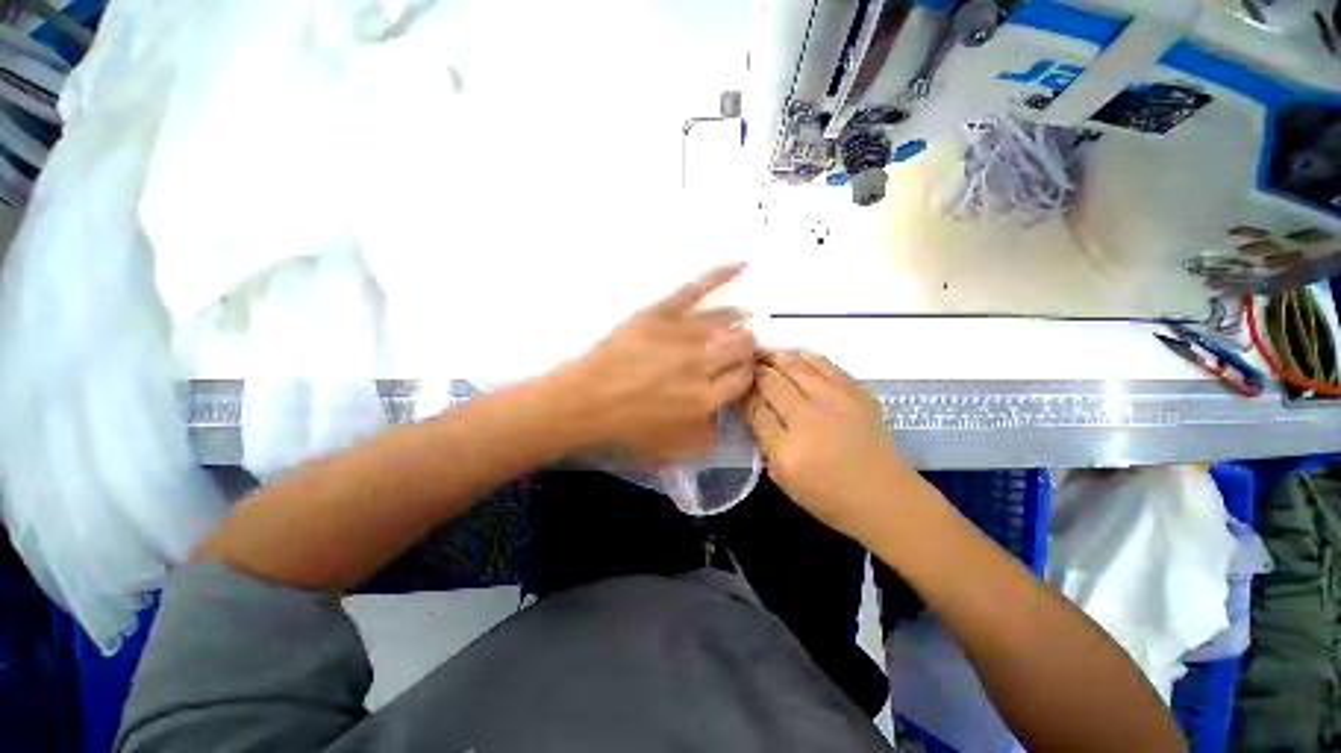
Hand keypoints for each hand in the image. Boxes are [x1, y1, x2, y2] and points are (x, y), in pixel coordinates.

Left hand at [559, 264, 755, 459]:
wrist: (584, 402)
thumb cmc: (626, 428)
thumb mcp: (673, 448)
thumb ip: (707, 436)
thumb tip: (724, 415)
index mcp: (706, 399)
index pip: (743, 378)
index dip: (744, 374)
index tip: (737, 372)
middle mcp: (702, 363)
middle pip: (741, 345)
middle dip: (744, 347)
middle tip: (734, 350)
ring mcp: (681, 334)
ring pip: (726, 319)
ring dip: (737, 321)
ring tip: (739, 320)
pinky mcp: (661, 313)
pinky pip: (697, 289)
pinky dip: (721, 274)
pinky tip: (741, 265)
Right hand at [742, 348, 911, 541]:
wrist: (885, 496)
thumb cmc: (829, 496)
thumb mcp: (783, 478)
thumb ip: (763, 441)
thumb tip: (752, 407)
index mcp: (788, 449)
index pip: (754, 408)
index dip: (741, 391)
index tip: (732, 382)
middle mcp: (810, 419)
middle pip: (772, 381)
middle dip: (753, 369)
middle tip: (742, 361)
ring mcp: (837, 401)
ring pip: (796, 365)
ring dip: (775, 355)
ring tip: (762, 351)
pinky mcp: (857, 392)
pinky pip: (825, 364)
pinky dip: (805, 356)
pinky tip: (794, 354)